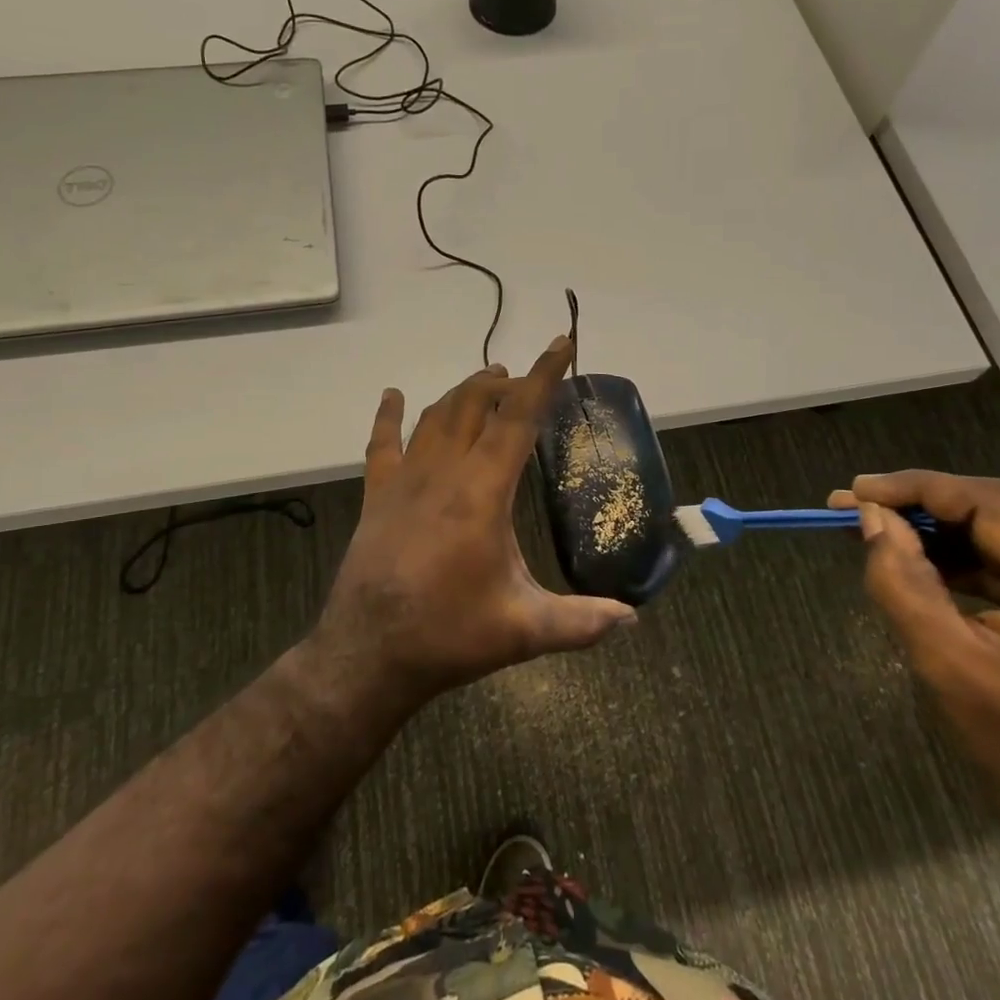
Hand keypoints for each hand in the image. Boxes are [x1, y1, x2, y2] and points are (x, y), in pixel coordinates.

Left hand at [306, 336, 637, 711]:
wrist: (367, 654)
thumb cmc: (448, 635)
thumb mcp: (523, 630)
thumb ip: (581, 621)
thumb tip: (632, 618)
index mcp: (482, 492)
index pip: (518, 418)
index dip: (544, 377)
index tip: (562, 344)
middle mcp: (443, 472)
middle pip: (475, 404)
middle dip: (505, 383)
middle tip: (529, 381)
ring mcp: (404, 480)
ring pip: (435, 416)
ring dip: (463, 392)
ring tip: (487, 378)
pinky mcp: (377, 496)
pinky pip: (382, 444)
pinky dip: (388, 416)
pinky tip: (392, 396)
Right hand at [833, 472, 999, 862]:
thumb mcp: (953, 667)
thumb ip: (904, 583)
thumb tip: (872, 519)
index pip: (995, 504)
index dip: (916, 489)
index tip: (852, 491)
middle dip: (927, 510)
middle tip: (857, 510)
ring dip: (949, 534)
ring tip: (883, 533)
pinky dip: (978, 560)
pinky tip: (931, 562)